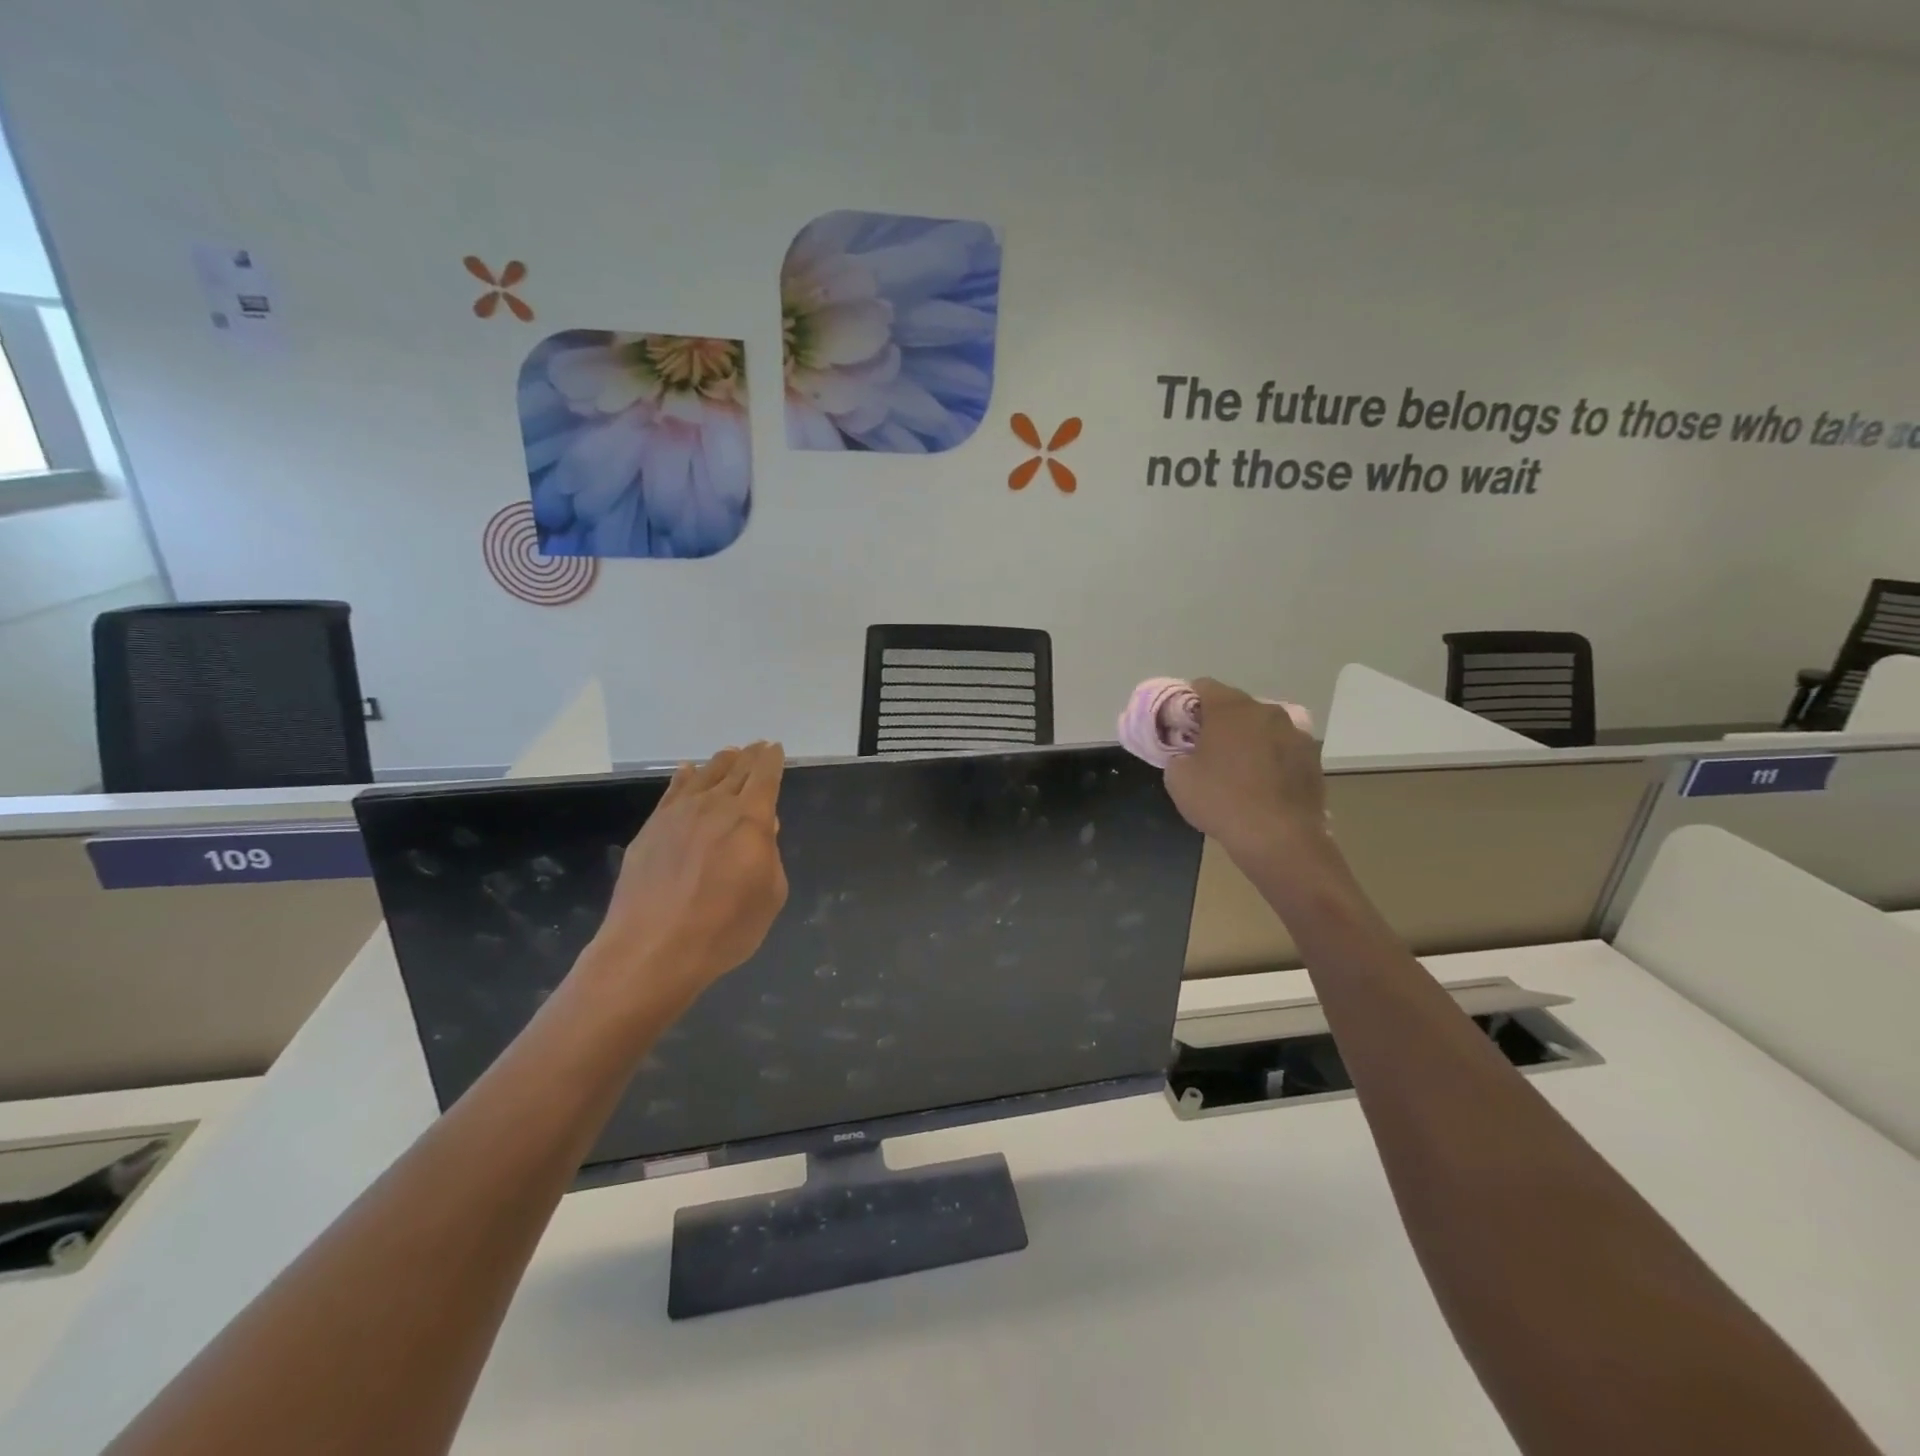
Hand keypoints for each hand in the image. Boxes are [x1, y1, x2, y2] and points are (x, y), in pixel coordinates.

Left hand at [584, 743, 788, 1006]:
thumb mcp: (769, 896)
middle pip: (736, 770)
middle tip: (758, 746)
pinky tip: (688, 771)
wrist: (653, 949)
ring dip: (721, 762)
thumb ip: (770, 857)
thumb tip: (763, 831)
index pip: (765, 777)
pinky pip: (672, 792)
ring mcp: (678, 814)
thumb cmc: (724, 928)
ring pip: (704, 776)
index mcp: (751, 819)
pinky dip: (684, 777)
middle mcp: (715, 806)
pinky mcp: (651, 828)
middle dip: (751, 756)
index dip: (772, 760)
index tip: (775, 749)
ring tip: (730, 753)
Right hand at [1163, 679, 1327, 860]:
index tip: (1180, 725)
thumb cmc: (1221, 801)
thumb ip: (1178, 755)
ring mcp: (1295, 733)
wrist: (1279, 838)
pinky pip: (1282, 748)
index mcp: (1230, 709)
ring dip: (1248, 739)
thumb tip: (1187, 755)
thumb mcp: (1177, 778)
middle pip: (1236, 706)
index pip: (1204, 686)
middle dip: (1219, 722)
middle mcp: (1265, 711)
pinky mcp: (1312, 758)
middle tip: (1205, 748)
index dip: (1187, 702)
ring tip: (1237, 769)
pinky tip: (1262, 784)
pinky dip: (1270, 758)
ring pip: (1262, 727)